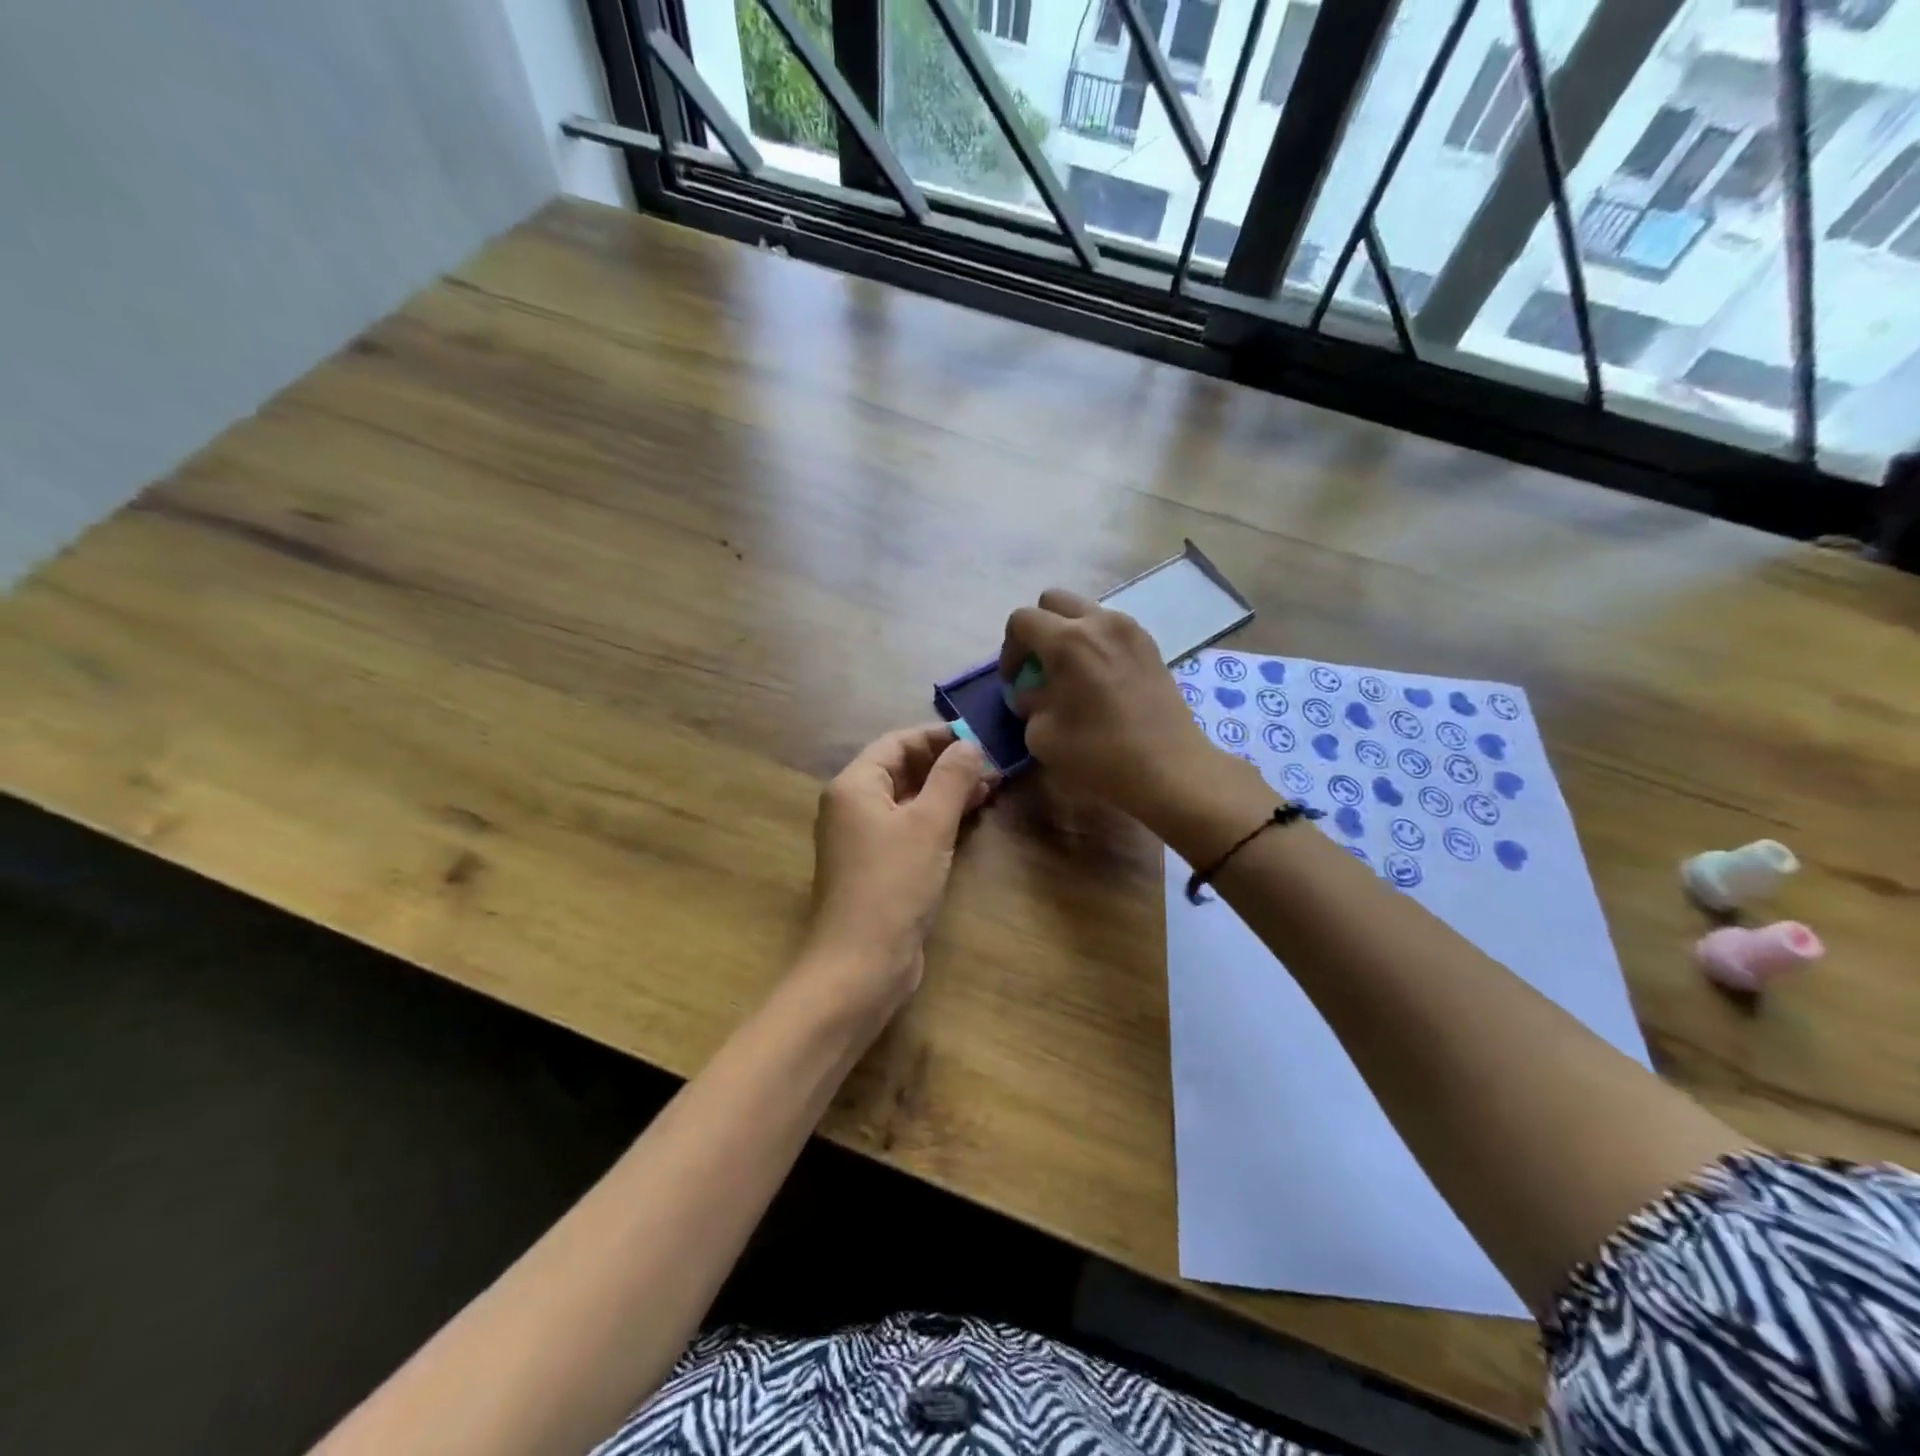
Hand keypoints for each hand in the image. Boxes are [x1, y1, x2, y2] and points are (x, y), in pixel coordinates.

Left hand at [800, 723, 994, 1014]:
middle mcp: (853, 806)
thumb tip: (970, 744)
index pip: (898, 742)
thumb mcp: (929, 824)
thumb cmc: (893, 884)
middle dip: (947, 765)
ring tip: (992, 787)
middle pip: (903, 769)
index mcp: (855, 785)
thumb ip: (952, 778)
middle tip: (993, 765)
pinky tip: (970, 818)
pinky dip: (938, 819)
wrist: (862, 963)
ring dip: (947, 792)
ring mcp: (863, 838)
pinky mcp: (878, 866)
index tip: (980, 737)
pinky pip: (909, 828)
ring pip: (909, 800)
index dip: (938, 736)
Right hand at [1000, 590, 1246, 828]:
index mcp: (1068, 641)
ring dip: (1069, 633)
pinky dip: (1096, 642)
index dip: (1009, 649)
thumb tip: (1032, 693)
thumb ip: (1029, 704)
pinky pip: (1111, 628)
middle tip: (1038, 665)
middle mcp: (1100, 622)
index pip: (1022, 620)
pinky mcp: (1150, 645)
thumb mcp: (1042, 735)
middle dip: (1038, 628)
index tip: (1014, 680)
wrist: (1169, 769)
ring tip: (1070, 672)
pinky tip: (1098, 679)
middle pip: (1054, 601)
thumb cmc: (1099, 753)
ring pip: (1086, 612)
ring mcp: (1130, 630)